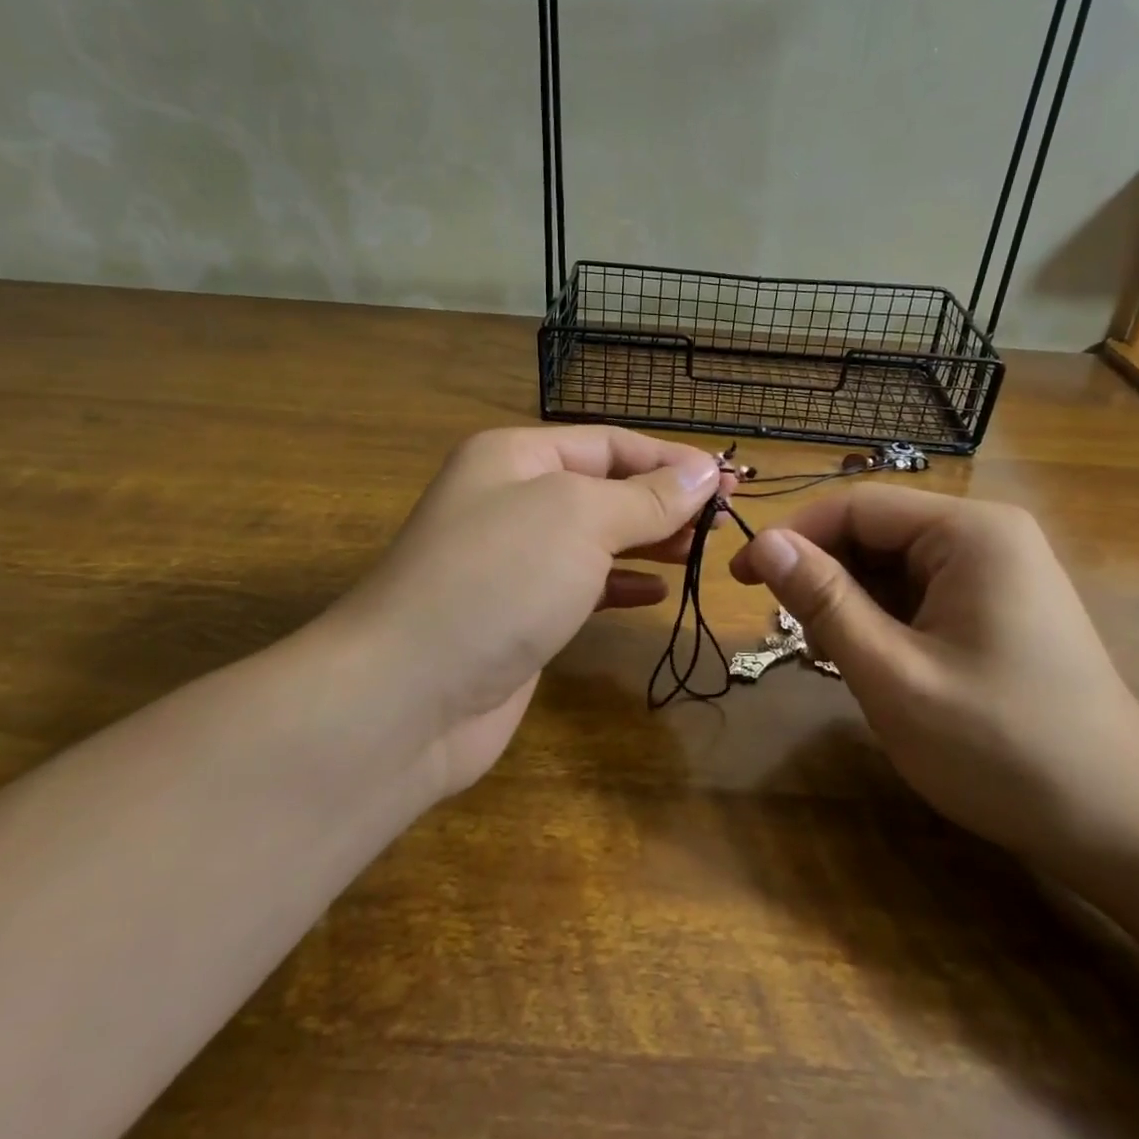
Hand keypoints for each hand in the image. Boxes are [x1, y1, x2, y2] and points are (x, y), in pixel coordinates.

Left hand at [327, 426, 728, 798]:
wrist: (410, 695)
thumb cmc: (499, 579)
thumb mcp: (581, 519)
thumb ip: (646, 497)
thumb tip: (704, 472)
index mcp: (516, 457)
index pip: (609, 443)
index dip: (670, 459)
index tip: (728, 482)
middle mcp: (511, 500)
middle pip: (604, 488)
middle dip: (664, 500)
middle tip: (724, 520)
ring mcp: (513, 562)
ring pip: (596, 538)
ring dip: (649, 540)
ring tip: (701, 549)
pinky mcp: (519, 616)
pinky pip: (582, 586)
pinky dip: (620, 584)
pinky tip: (656, 590)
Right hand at [730, 485, 1138, 868]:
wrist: (1122, 825)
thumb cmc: (1002, 748)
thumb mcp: (894, 674)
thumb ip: (824, 602)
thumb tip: (764, 543)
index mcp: (969, 532)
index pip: (857, 506)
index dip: (792, 536)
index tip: (742, 579)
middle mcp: (986, 535)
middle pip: (874, 533)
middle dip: (824, 577)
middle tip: (790, 635)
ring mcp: (996, 569)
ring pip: (891, 566)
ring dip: (850, 604)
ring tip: (833, 660)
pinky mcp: (996, 604)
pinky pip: (918, 592)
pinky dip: (883, 621)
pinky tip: (874, 664)